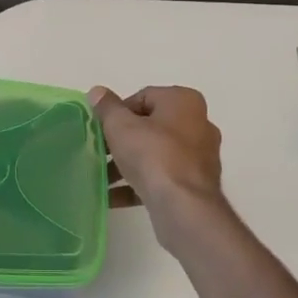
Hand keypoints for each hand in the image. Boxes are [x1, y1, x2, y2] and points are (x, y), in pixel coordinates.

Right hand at [90, 85, 229, 247]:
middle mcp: (198, 124)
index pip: (143, 97)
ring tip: (103, 177)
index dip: (118, 112)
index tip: (101, 129)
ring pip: (156, 154)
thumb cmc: (152, 155)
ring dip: (127, 164)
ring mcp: (200, 156)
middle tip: (100, 151)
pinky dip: (139, 184)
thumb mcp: (120, 126)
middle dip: (122, 140)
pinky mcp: (196, 184)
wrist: (183, 206)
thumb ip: (107, 107)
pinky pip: (162, 177)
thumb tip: (97, 91)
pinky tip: (114, 197)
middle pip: (151, 126)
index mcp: (184, 101)